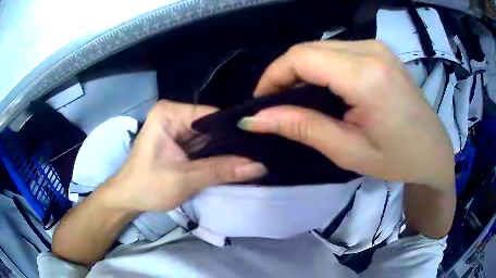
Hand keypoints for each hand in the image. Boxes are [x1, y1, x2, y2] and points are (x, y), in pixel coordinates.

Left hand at [103, 100, 266, 211]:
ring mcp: (178, 127)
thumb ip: (222, 170)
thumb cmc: (148, 186)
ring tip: (255, 160)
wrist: (128, 197)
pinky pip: (205, 146)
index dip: (236, 130)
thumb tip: (260, 166)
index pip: (212, 115)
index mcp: (170, 113)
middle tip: (262, 156)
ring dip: (228, 151)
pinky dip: (218, 156)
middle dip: (233, 143)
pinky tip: (237, 163)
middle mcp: (175, 114)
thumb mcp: (185, 179)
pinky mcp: (180, 140)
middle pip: (213, 126)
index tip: (260, 145)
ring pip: (211, 137)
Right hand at [238, 40, 453, 190]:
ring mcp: (376, 46)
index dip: (272, 76)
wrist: (433, 150)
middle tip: (276, 106)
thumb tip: (255, 119)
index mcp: (366, 76)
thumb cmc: (398, 159)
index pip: (301, 58)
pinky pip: (337, 50)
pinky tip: (323, 89)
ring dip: (302, 70)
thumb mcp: (348, 151)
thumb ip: (302, 128)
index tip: (261, 104)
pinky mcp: (379, 50)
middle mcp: (370, 50)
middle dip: (284, 74)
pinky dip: (320, 67)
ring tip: (297, 100)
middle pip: (308, 48)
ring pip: (320, 47)